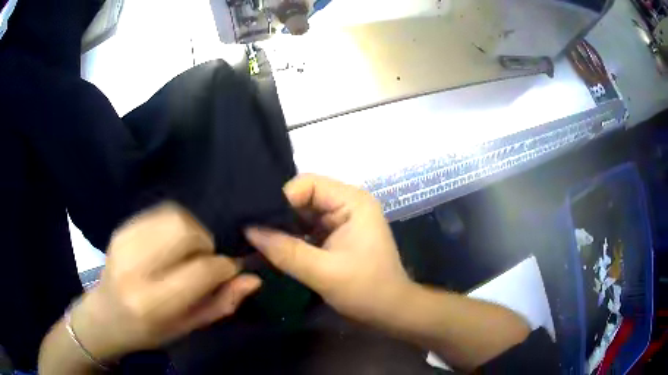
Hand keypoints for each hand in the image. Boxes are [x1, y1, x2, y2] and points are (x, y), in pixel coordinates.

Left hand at [72, 204, 261, 361]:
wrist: (106, 315)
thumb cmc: (149, 331)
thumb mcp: (188, 328)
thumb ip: (221, 304)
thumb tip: (253, 279)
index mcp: (153, 302)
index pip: (202, 270)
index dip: (224, 267)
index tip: (228, 271)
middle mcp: (135, 267)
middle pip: (186, 232)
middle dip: (206, 244)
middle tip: (203, 261)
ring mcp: (125, 242)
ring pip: (175, 216)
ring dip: (192, 232)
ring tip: (187, 252)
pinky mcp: (122, 228)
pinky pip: (160, 212)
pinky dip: (175, 224)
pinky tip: (171, 243)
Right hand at [245, 175, 411, 324]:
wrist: (389, 311)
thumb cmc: (366, 290)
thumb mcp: (323, 272)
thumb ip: (285, 251)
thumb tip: (248, 230)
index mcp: (352, 201)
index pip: (307, 184)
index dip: (281, 199)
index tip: (256, 220)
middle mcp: (347, 203)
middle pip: (303, 197)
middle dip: (278, 214)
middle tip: (248, 228)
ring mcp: (341, 219)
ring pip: (301, 214)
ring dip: (281, 228)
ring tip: (253, 238)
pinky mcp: (335, 235)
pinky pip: (306, 229)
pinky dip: (290, 238)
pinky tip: (270, 247)